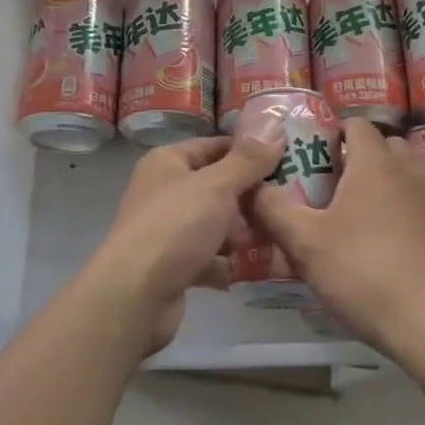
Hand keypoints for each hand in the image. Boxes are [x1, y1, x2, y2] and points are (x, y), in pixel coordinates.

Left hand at [89, 132, 282, 354]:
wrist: (134, 297)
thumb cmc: (175, 227)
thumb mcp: (217, 186)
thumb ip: (247, 160)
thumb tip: (274, 127)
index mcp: (167, 162)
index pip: (215, 146)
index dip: (249, 152)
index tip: (288, 159)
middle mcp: (164, 191)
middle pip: (217, 186)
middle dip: (251, 196)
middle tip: (291, 201)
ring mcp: (167, 230)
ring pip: (215, 223)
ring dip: (244, 232)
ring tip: (281, 235)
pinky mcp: (173, 266)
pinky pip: (210, 257)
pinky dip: (230, 263)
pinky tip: (260, 268)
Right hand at [250, 119, 424, 362]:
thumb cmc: (366, 274)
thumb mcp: (306, 244)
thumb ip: (273, 210)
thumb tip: (251, 187)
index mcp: (374, 164)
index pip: (357, 125)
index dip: (335, 134)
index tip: (316, 158)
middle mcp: (410, 172)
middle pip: (386, 147)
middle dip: (362, 159)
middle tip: (335, 189)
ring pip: (409, 178)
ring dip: (387, 188)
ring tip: (363, 222)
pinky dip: (409, 217)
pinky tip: (395, 253)